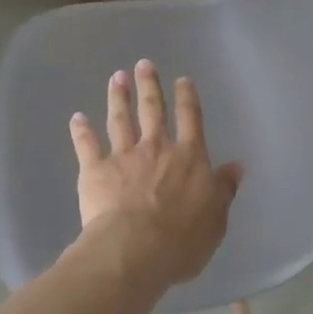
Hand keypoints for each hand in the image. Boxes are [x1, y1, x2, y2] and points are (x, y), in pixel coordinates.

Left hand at [68, 60, 242, 289]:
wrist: (135, 249)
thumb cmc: (182, 240)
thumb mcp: (216, 218)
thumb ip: (224, 190)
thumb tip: (236, 166)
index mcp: (188, 158)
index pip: (190, 120)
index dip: (187, 97)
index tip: (182, 79)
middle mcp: (156, 148)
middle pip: (153, 110)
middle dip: (148, 85)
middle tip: (143, 64)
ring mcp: (124, 156)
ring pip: (120, 119)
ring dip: (118, 97)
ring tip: (116, 77)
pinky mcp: (96, 170)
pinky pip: (87, 145)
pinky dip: (81, 130)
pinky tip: (76, 118)